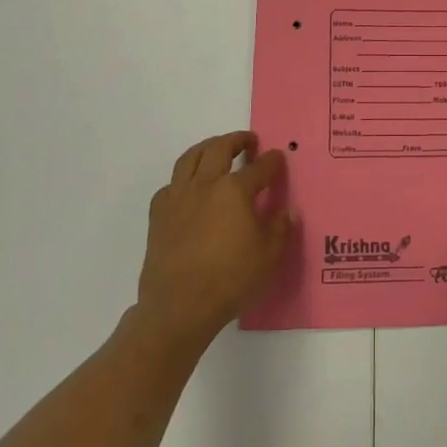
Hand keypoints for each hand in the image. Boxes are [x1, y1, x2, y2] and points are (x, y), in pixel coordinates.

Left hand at [137, 131, 291, 349]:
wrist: (179, 306)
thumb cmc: (230, 281)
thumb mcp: (269, 257)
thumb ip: (280, 229)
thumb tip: (287, 211)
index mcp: (235, 191)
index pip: (260, 167)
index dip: (272, 161)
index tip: (278, 159)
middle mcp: (205, 185)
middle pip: (220, 149)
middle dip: (237, 140)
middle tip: (248, 141)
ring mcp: (178, 197)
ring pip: (190, 158)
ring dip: (207, 148)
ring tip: (216, 150)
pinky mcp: (159, 214)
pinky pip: (170, 184)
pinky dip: (182, 179)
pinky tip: (189, 189)